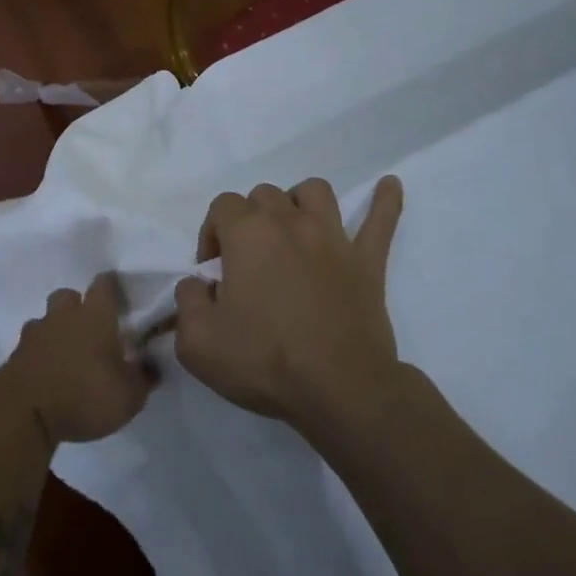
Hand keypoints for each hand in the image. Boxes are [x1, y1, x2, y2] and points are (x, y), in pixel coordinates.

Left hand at [1, 272, 157, 445]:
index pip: (104, 285)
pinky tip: (48, 370)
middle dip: (78, 304)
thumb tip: (151, 365)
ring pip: (46, 318)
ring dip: (56, 328)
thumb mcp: (128, 396)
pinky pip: (31, 344)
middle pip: (68, 295)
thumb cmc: (83, 397)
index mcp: (95, 317)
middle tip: (91, 326)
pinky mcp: (15, 355)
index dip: (111, 285)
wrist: (23, 413)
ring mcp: (35, 334)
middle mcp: (63, 317)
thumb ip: (143, 378)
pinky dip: (40, 352)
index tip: (119, 292)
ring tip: (67, 351)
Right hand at [174, 176, 404, 435]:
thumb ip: (186, 302)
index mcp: (248, 234)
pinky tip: (389, 186)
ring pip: (314, 192)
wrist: (339, 389)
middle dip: (249, 219)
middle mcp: (290, 223)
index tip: (213, 271)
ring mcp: (334, 238)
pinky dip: (384, 201)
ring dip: (298, 203)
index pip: (222, 206)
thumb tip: (197, 285)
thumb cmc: (264, 361)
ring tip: (292, 230)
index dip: (211, 233)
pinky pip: (381, 220)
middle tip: (247, 261)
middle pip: (265, 194)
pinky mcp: (367, 262)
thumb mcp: (197, 343)